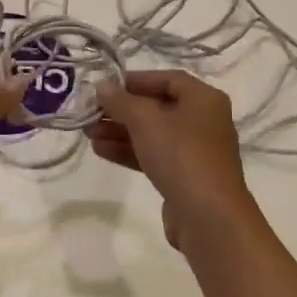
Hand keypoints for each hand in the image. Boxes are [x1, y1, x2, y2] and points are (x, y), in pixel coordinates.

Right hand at [90, 70, 258, 248]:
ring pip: (152, 134)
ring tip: (88, 134)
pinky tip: (101, 151)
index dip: (135, 80)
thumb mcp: (146, 121)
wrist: (208, 217)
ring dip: (120, 131)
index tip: (106, 87)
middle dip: (121, 110)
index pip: (167, 79)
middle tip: (90, 113)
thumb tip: (102, 85)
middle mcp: (203, 121)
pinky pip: (154, 156)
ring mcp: (195, 151)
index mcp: (204, 99)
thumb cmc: (181, 155)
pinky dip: (129, 151)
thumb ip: (121, 101)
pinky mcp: (185, 177)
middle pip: (157, 107)